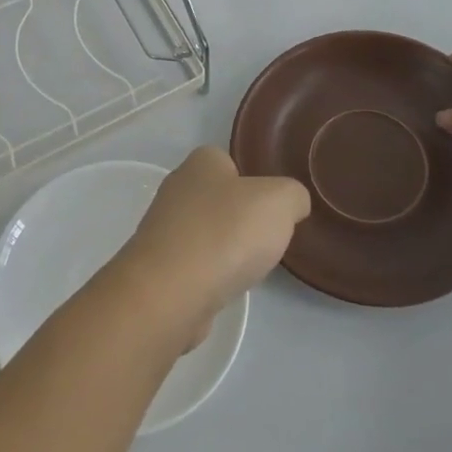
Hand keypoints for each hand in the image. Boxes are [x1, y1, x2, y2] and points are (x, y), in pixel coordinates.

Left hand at [106, 147, 309, 347]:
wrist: (172, 291)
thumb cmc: (227, 233)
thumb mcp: (280, 201)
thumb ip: (293, 196)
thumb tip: (291, 206)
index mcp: (200, 163)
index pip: (227, 160)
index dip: (252, 181)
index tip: (270, 206)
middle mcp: (175, 190)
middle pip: (216, 199)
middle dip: (239, 218)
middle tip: (263, 239)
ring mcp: (162, 230)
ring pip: (204, 234)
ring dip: (224, 249)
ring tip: (246, 268)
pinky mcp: (158, 268)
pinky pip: (193, 265)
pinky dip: (209, 276)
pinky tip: (223, 288)